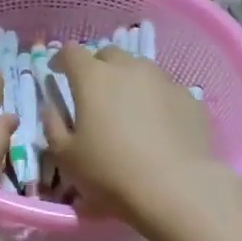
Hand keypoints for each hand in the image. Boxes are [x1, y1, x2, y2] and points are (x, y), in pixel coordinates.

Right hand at [39, 43, 223, 225]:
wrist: (175, 188)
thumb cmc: (110, 172)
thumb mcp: (66, 157)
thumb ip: (53, 126)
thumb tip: (52, 108)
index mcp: (93, 78)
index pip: (71, 52)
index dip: (61, 60)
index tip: (57, 73)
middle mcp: (129, 68)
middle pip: (108, 55)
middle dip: (97, 68)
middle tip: (93, 93)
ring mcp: (164, 80)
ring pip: (140, 69)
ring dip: (128, 81)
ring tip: (127, 109)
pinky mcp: (189, 98)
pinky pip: (165, 90)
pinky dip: (155, 100)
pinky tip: (156, 126)